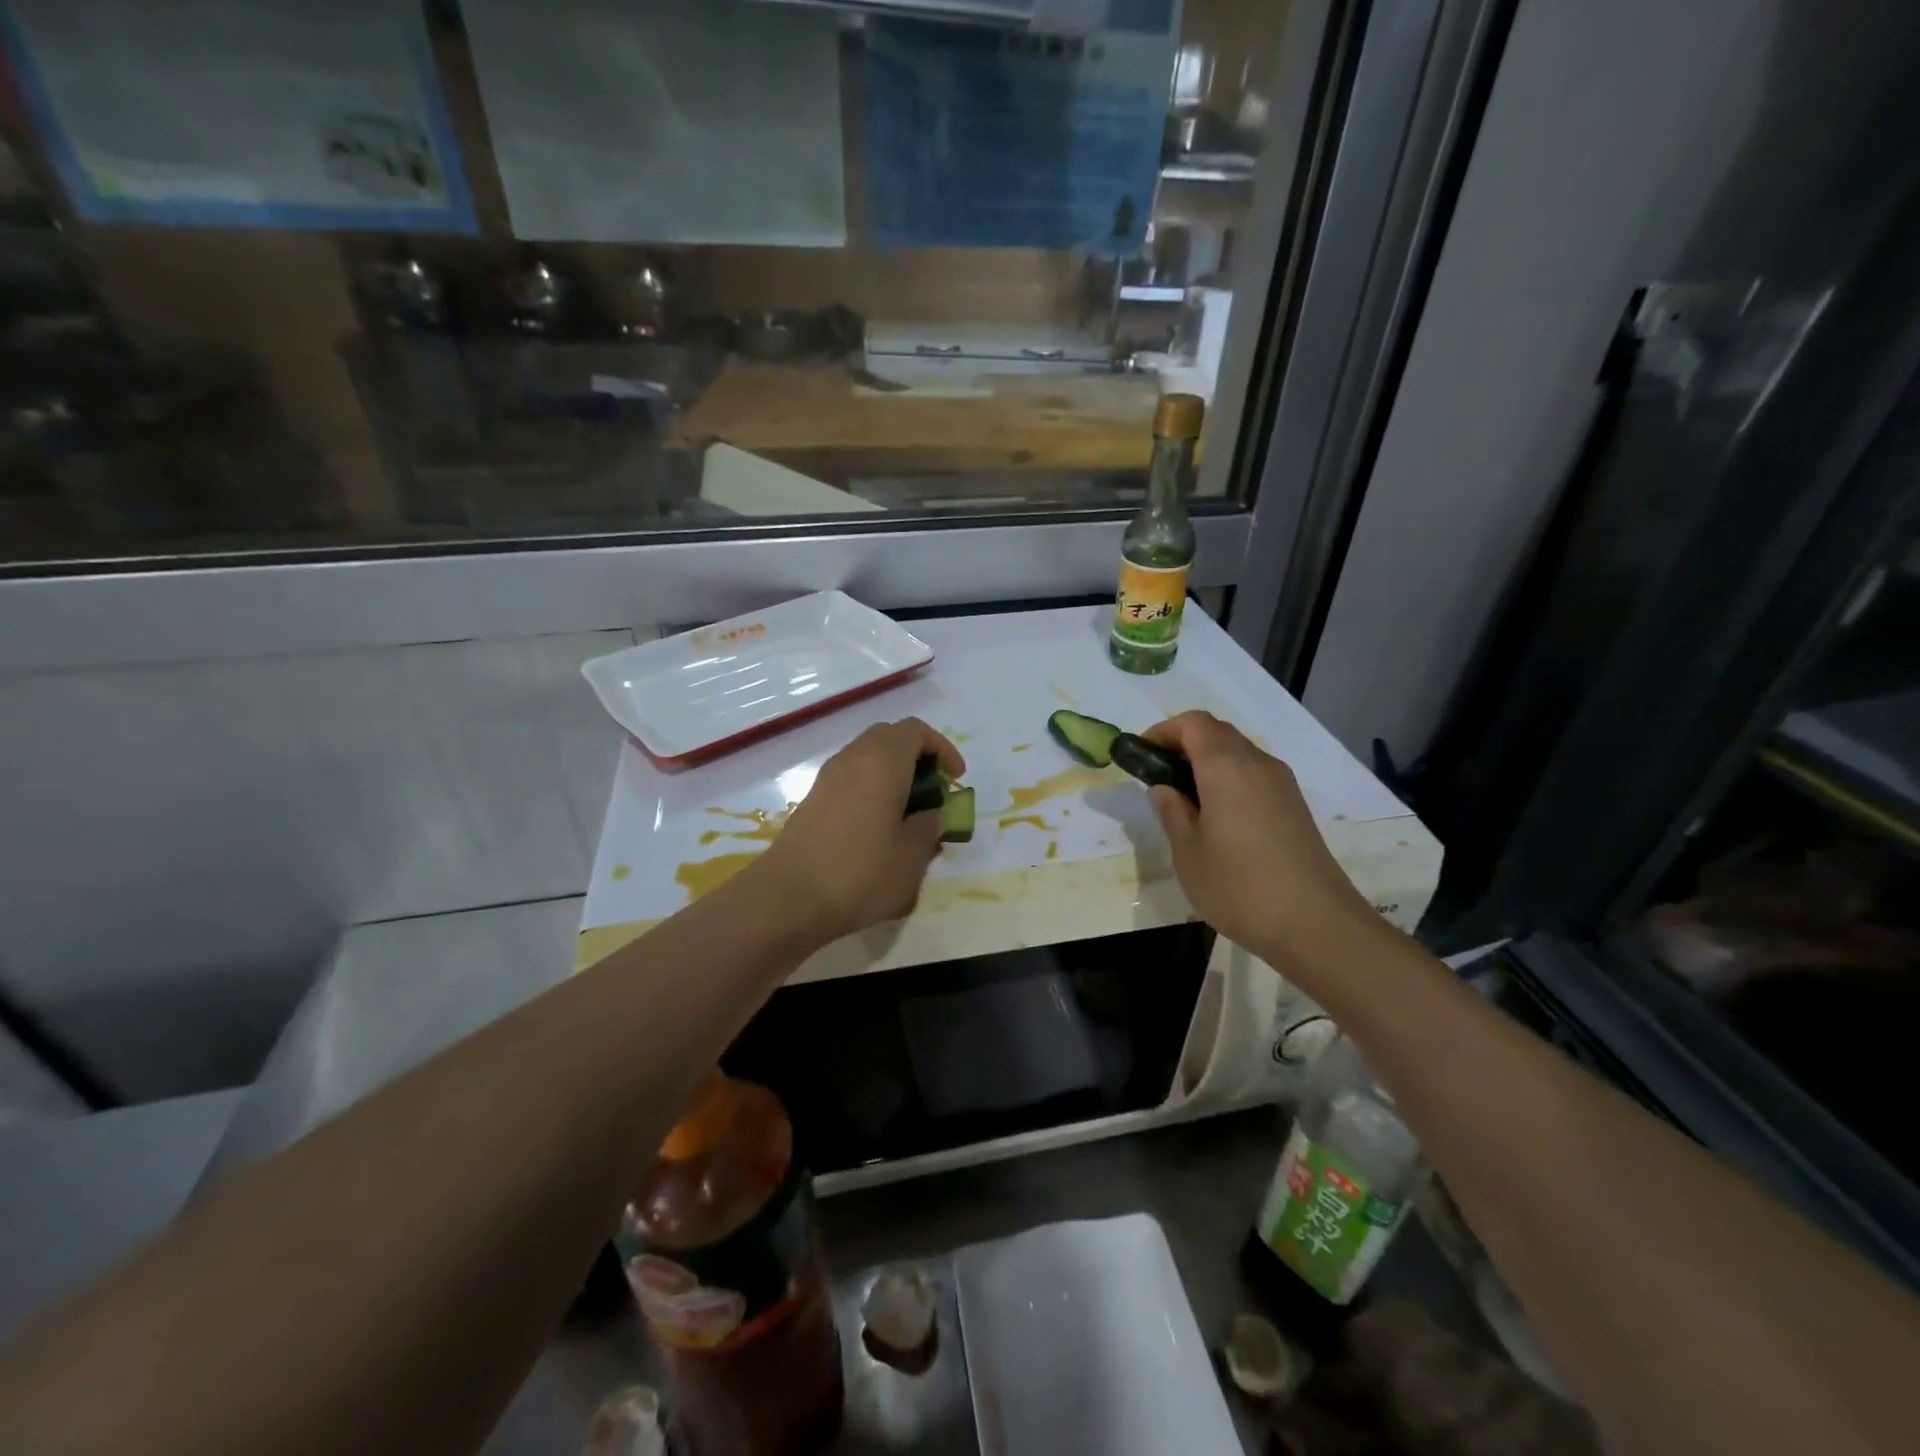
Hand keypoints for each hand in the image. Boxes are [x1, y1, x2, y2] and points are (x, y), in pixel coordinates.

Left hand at [751, 718, 964, 943]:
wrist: (789, 898)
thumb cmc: (860, 871)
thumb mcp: (912, 856)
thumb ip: (929, 827)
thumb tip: (932, 815)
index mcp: (882, 761)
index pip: (916, 731)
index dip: (942, 749)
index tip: (955, 780)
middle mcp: (852, 758)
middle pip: (889, 738)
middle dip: (917, 758)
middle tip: (934, 792)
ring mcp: (827, 779)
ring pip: (867, 758)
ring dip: (893, 775)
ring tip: (909, 814)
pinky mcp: (813, 801)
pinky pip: (851, 780)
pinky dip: (871, 790)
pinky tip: (879, 829)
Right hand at [1142, 712, 1379, 973]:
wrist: (1316, 925)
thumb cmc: (1238, 885)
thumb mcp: (1187, 851)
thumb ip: (1171, 811)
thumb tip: (1164, 788)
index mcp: (1227, 766)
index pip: (1192, 723)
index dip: (1162, 731)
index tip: (1140, 757)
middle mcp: (1258, 764)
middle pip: (1217, 733)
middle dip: (1183, 745)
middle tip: (1158, 779)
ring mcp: (1282, 785)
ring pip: (1238, 754)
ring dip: (1206, 764)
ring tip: (1184, 803)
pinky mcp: (1294, 807)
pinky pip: (1253, 777)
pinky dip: (1228, 781)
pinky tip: (1216, 820)